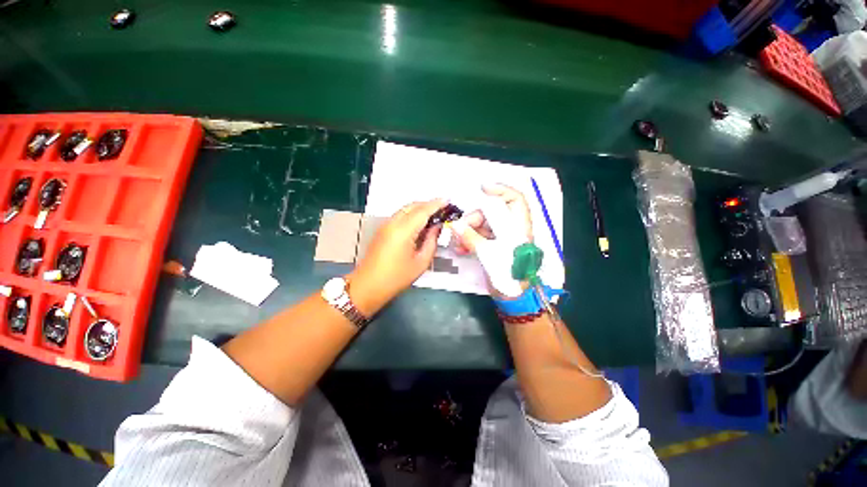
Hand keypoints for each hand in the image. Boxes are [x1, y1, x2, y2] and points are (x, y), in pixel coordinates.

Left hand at [350, 199, 447, 314]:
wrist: (368, 285)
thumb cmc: (396, 278)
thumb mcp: (421, 262)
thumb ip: (431, 241)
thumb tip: (437, 227)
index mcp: (403, 231)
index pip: (422, 211)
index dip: (436, 204)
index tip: (448, 201)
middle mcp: (393, 223)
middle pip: (412, 206)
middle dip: (428, 204)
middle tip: (443, 209)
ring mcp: (385, 225)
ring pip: (405, 209)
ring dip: (419, 209)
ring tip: (433, 216)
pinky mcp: (382, 229)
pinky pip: (400, 215)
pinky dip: (411, 214)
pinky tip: (419, 223)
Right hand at [451, 184, 533, 296]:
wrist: (512, 297)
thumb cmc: (508, 275)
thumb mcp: (489, 256)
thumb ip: (471, 238)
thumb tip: (455, 226)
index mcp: (518, 228)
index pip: (515, 200)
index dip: (501, 190)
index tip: (482, 188)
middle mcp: (511, 229)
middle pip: (492, 213)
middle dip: (474, 218)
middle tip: (461, 228)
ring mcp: (502, 238)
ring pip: (482, 224)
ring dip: (468, 231)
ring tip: (459, 243)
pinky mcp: (494, 246)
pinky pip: (479, 236)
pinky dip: (469, 240)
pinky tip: (462, 248)